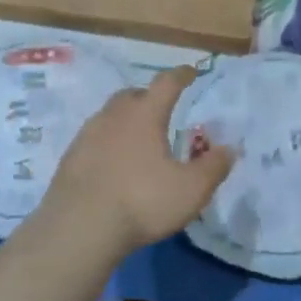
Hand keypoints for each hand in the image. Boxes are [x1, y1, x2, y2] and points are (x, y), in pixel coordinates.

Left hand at [40, 66, 235, 257]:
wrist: (79, 228)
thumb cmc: (142, 201)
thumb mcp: (191, 190)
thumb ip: (213, 167)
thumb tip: (229, 148)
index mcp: (145, 114)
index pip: (167, 83)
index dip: (182, 75)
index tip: (191, 72)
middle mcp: (114, 116)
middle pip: (133, 95)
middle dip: (149, 97)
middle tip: (162, 110)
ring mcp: (87, 135)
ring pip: (110, 115)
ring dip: (126, 120)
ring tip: (139, 139)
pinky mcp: (70, 158)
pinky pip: (94, 139)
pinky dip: (108, 142)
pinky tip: (114, 163)